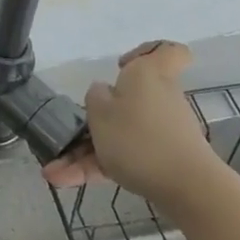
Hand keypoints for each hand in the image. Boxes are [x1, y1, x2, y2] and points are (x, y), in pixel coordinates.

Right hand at [39, 41, 232, 217]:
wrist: (187, 188)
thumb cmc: (138, 138)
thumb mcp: (100, 111)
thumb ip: (95, 97)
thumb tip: (104, 92)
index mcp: (147, 75)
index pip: (168, 51)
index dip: (146, 53)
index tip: (121, 66)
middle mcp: (158, 98)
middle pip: (127, 101)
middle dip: (95, 120)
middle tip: (72, 134)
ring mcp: (160, 131)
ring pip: (118, 135)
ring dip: (84, 153)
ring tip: (53, 172)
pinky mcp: (160, 160)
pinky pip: (122, 158)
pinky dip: (95, 168)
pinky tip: (63, 181)